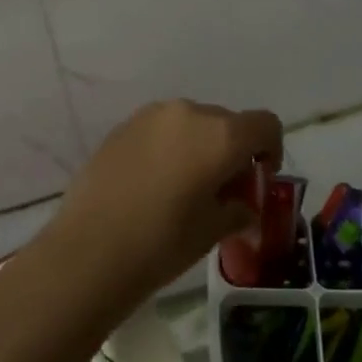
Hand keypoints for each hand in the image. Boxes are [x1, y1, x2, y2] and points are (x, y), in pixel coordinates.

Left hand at [46, 100, 282, 303]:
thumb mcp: (213, 230)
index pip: (264, 125)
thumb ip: (237, 209)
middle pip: (226, 123)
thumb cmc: (163, 242)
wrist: (90, 249)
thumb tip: (242, 206)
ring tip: (183, 188)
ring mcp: (149, 116)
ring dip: (198, 147)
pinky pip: (159, 130)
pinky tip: (152, 184)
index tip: (257, 181)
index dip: (270, 151)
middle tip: (221, 192)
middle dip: (232, 152)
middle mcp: (187, 113)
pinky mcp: (121, 127)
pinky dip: (167, 148)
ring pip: (190, 124)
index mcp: (220, 135)